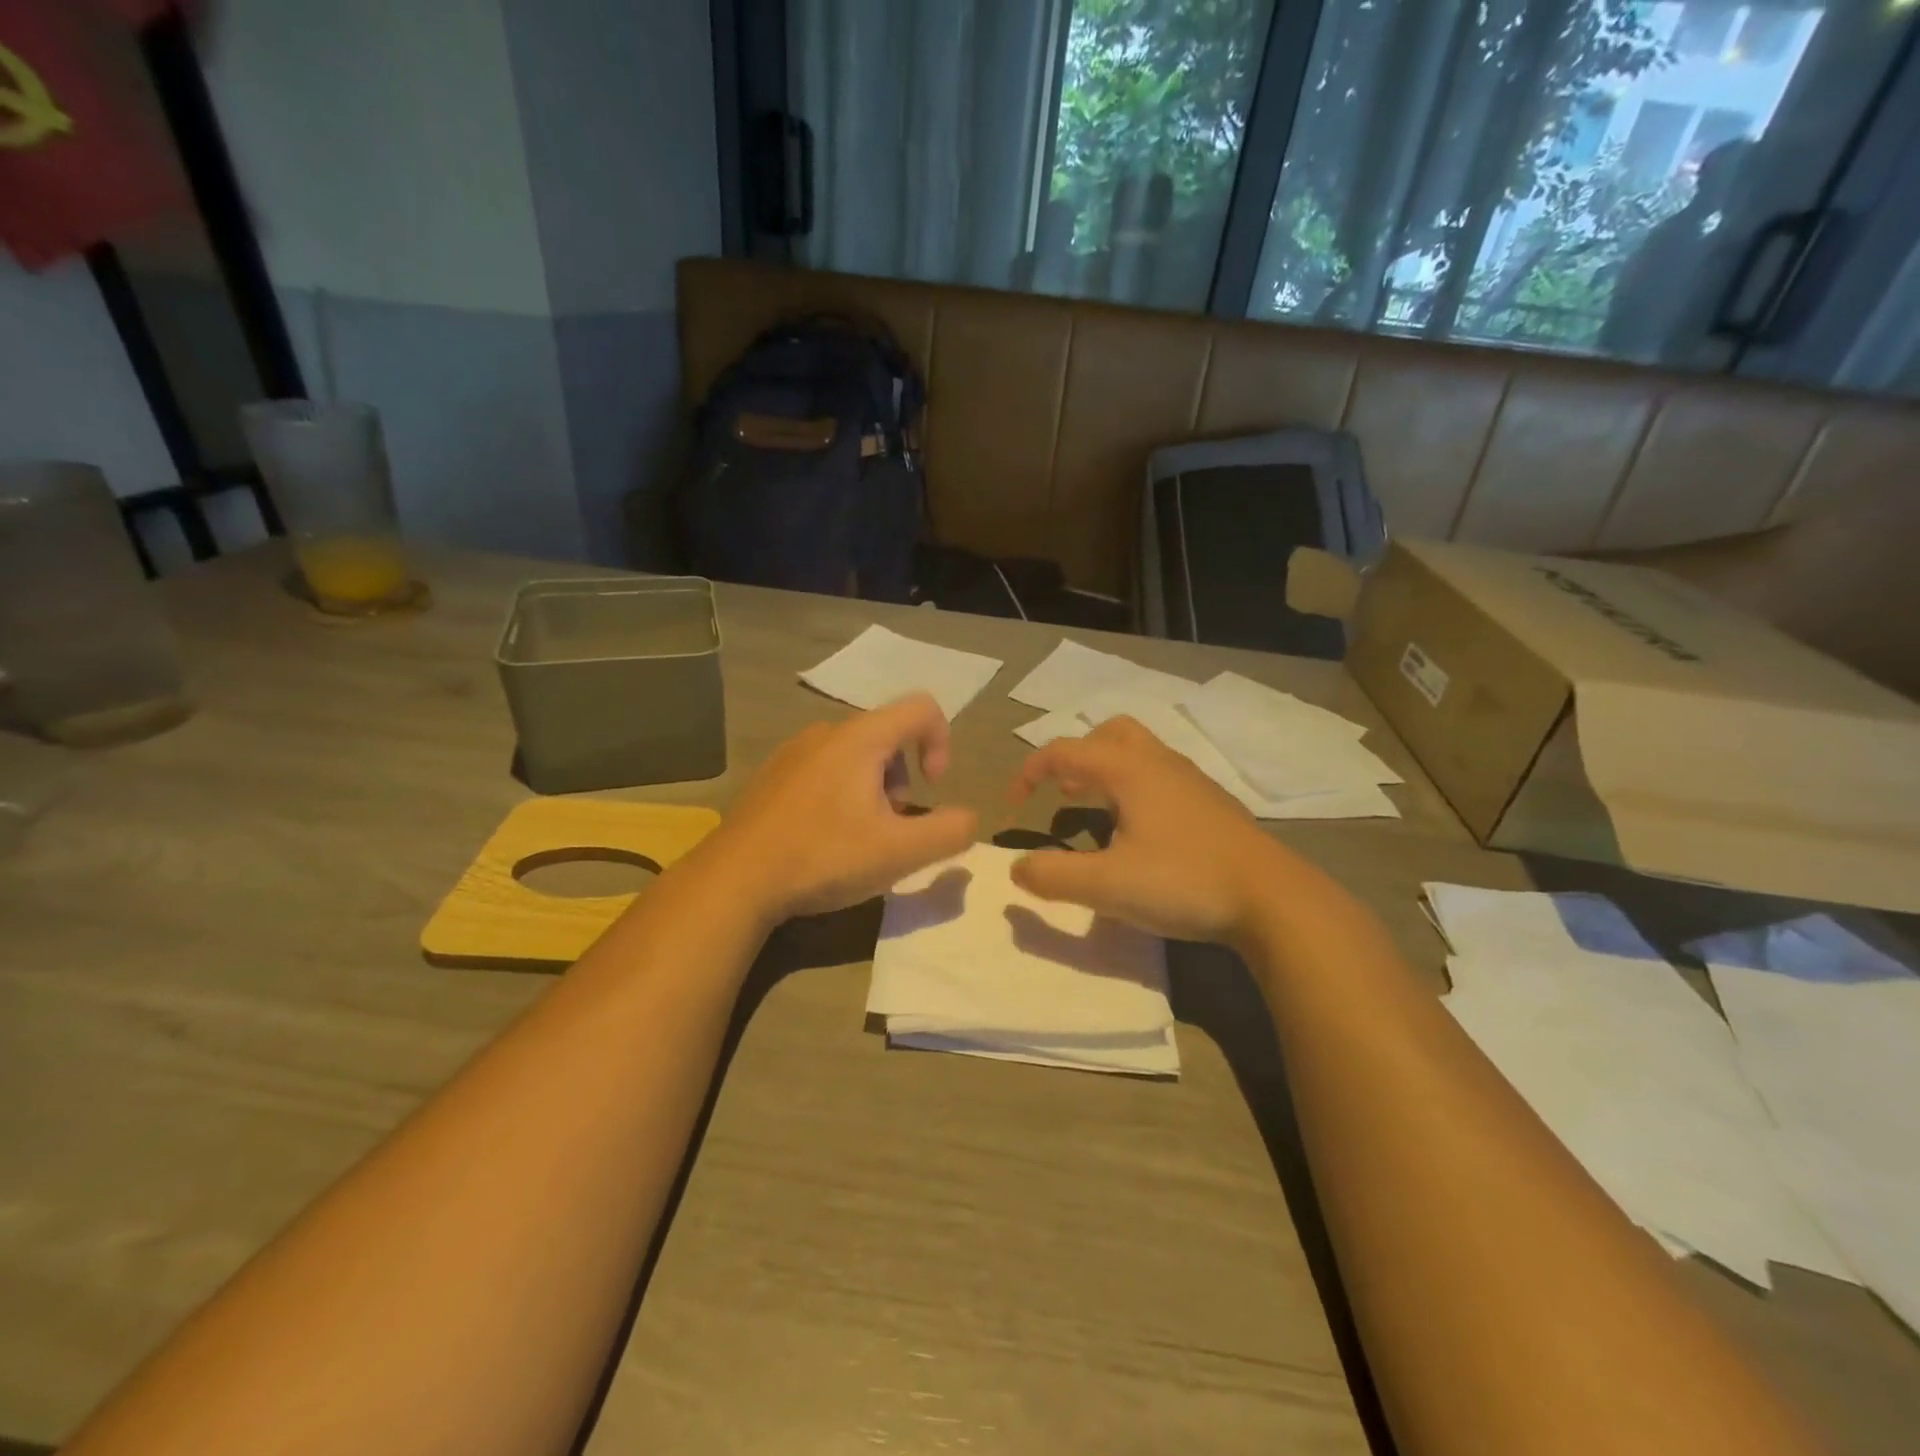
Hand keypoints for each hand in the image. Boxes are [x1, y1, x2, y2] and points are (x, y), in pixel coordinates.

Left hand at [710, 693, 977, 922]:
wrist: (735, 879)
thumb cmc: (822, 857)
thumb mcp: (898, 852)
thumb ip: (948, 832)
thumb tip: (968, 819)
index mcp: (860, 738)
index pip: (922, 708)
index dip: (942, 742)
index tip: (932, 788)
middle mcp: (826, 732)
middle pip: (888, 736)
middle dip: (904, 779)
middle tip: (891, 826)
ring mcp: (793, 751)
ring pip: (855, 755)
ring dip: (873, 788)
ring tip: (858, 836)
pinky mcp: (772, 775)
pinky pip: (824, 769)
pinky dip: (840, 793)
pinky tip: (823, 838)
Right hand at [1008, 716, 1300, 945]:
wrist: (1274, 899)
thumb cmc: (1184, 882)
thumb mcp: (1107, 886)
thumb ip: (1054, 876)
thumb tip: (1017, 868)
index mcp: (1130, 771)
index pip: (1065, 751)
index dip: (1030, 772)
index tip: (1013, 805)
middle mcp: (1160, 764)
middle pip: (1110, 734)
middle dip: (1077, 756)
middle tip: (1062, 792)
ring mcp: (1192, 781)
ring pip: (1140, 753)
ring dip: (1107, 771)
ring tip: (1093, 808)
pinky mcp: (1213, 804)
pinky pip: (1162, 776)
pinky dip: (1135, 788)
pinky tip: (1140, 831)